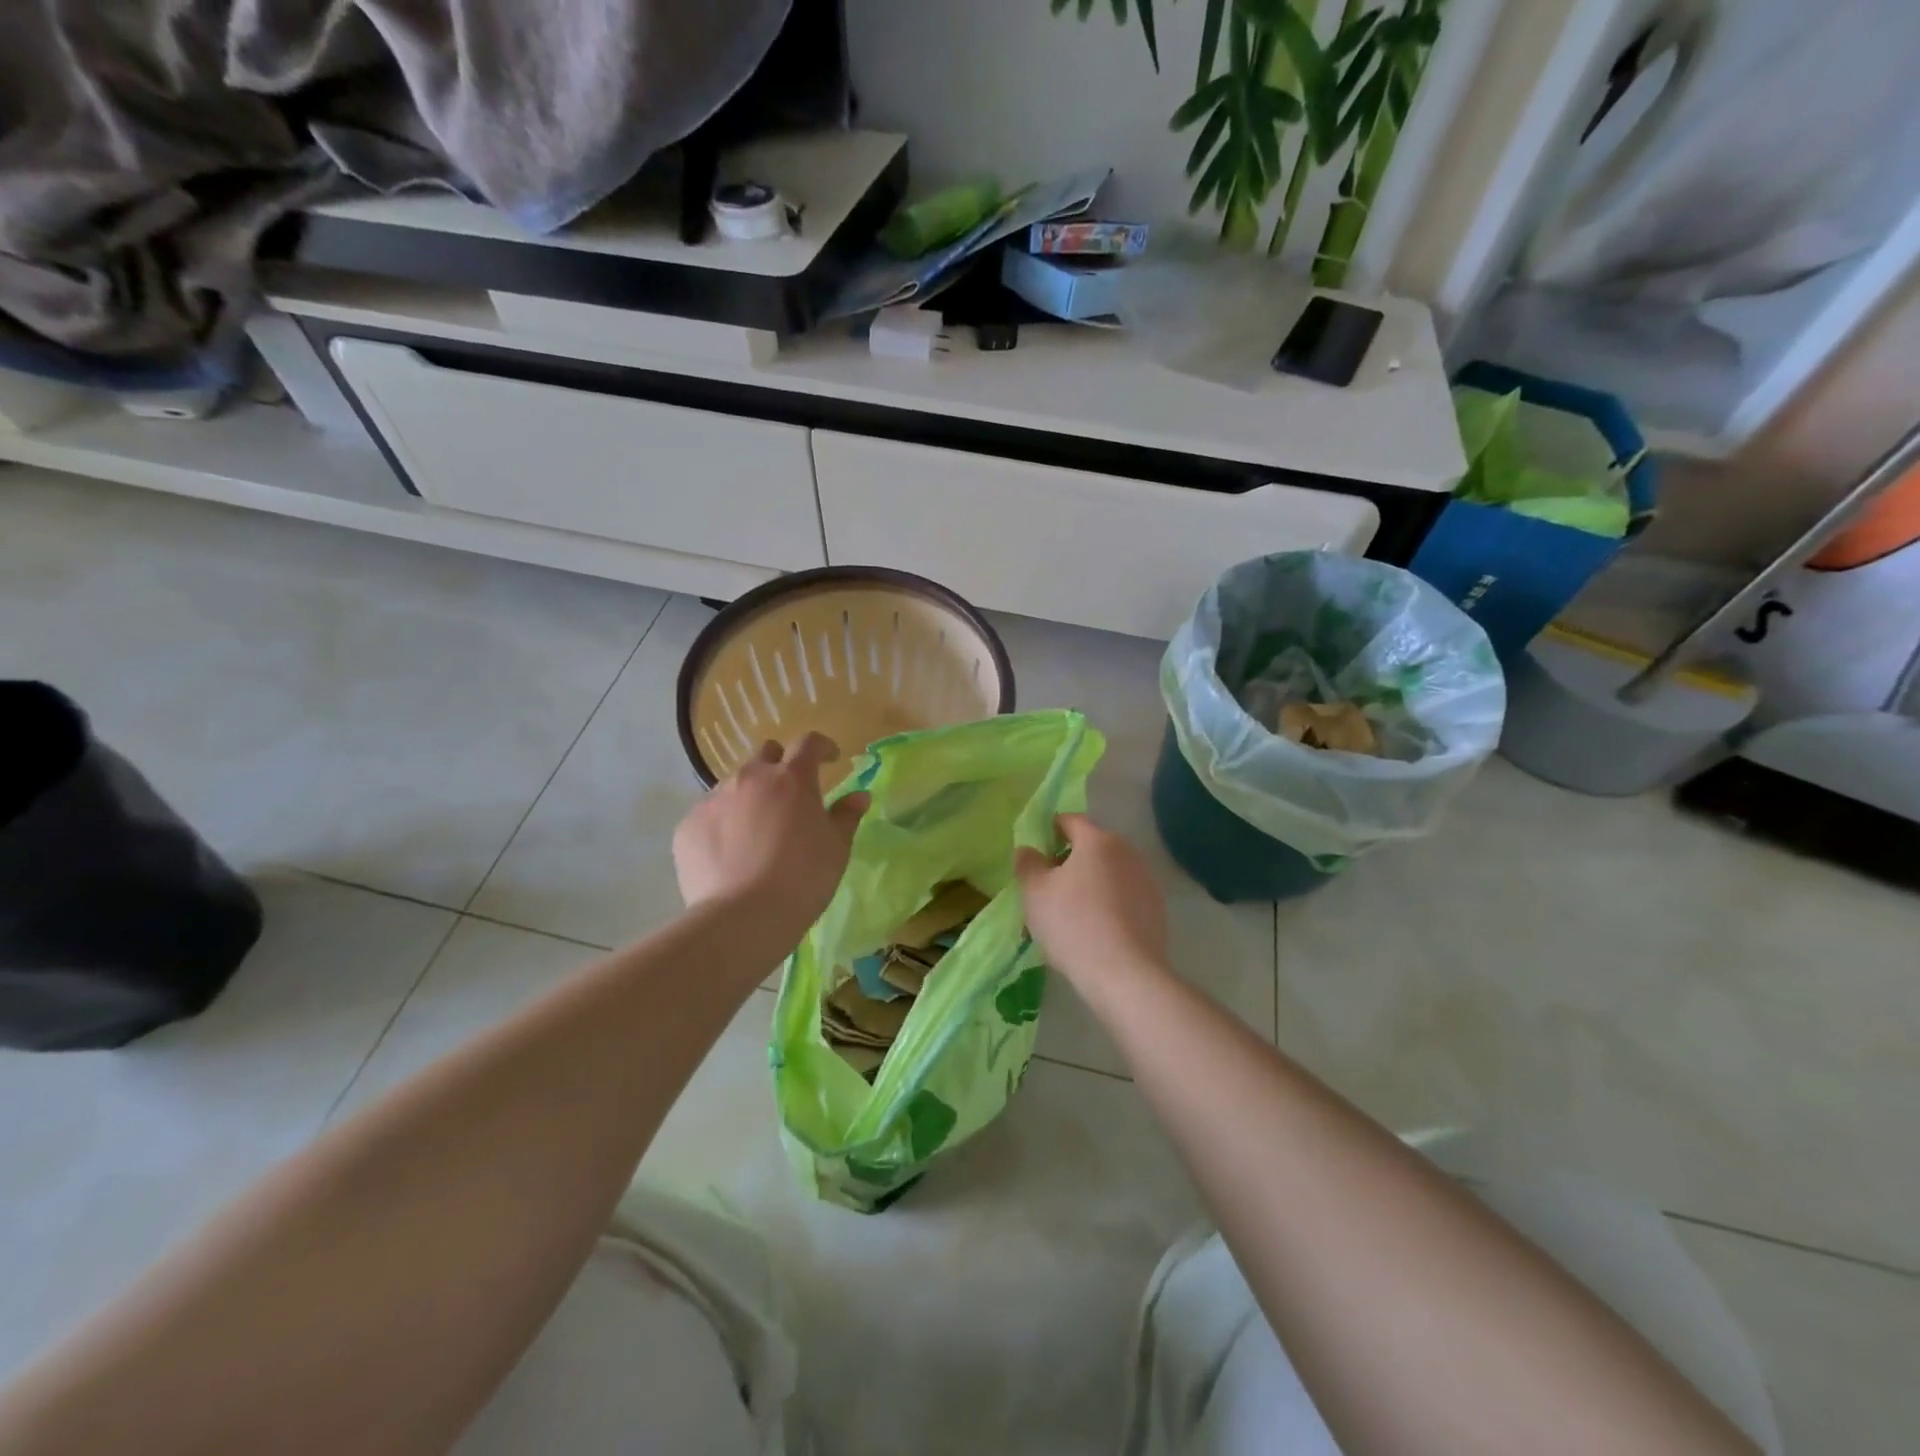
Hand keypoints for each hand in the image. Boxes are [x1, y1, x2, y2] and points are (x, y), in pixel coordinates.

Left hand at [673, 733, 868, 939]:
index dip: (822, 747)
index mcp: (792, 779)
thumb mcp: (837, 848)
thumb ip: (846, 816)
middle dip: (780, 765)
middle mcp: (750, 778)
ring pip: (734, 784)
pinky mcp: (688, 825)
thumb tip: (859, 796)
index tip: (830, 759)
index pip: (809, 743)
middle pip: (766, 754)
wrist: (742, 918)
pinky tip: (730, 855)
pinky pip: (709, 814)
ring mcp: (714, 799)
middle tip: (790, 795)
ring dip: (750, 797)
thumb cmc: (803, 879)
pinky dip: (723, 824)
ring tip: (756, 831)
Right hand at [1014, 814, 1168, 988]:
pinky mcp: (1156, 910)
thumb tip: (1028, 850)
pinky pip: (1123, 898)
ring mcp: (1146, 881)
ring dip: (1088, 886)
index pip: (1070, 821)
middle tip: (1046, 888)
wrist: (1125, 974)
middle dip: (1068, 862)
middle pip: (1091, 848)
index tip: (1036, 852)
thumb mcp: (1035, 893)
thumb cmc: (1073, 924)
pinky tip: (1093, 932)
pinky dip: (1107, 906)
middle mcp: (1127, 853)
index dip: (1049, 831)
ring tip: (1068, 916)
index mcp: (1098, 840)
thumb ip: (1028, 864)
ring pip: (1108, 875)